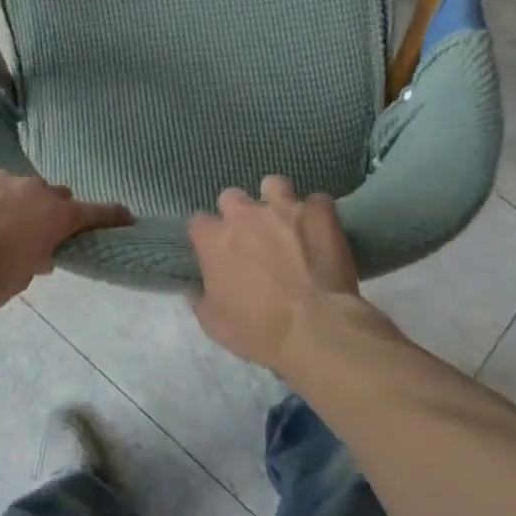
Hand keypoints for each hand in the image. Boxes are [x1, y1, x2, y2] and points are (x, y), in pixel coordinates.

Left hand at [0, 169, 130, 312]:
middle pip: (50, 194)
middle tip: (30, 229)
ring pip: (11, 186)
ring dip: (7, 202)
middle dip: (45, 209)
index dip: (110, 214)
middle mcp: (33, 188)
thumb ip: (38, 256)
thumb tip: (39, 252)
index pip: (92, 212)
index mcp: (54, 215)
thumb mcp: (24, 276)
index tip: (126, 215)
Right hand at [187, 176, 365, 373]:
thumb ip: (200, 297)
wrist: (316, 328)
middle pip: (232, 197)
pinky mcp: (319, 212)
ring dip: (276, 200)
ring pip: (274, 185)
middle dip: (239, 213)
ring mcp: (284, 208)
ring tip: (287, 221)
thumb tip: (194, 287)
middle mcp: (245, 214)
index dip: (207, 237)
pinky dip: (317, 214)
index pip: (198, 222)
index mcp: (214, 239)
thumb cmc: (257, 330)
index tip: (216, 252)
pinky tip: (322, 231)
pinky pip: (317, 201)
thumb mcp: (213, 323)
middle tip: (252, 237)